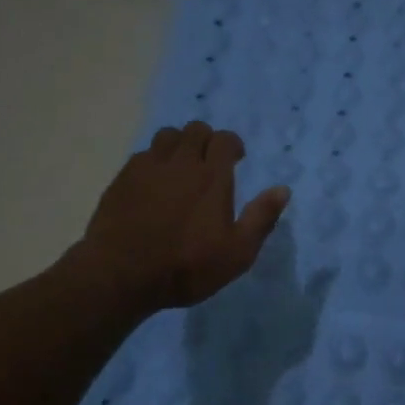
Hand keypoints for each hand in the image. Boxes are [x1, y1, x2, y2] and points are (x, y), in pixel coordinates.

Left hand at [79, 122, 289, 311]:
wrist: (121, 275)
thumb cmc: (187, 266)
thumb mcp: (237, 253)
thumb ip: (261, 218)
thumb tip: (283, 189)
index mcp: (212, 177)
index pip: (225, 139)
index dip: (233, 145)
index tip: (236, 160)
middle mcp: (180, 163)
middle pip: (195, 130)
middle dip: (206, 140)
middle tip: (209, 163)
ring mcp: (147, 168)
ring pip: (166, 136)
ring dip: (178, 144)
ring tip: (181, 168)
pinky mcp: (122, 179)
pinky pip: (142, 155)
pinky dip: (154, 161)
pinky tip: (154, 183)